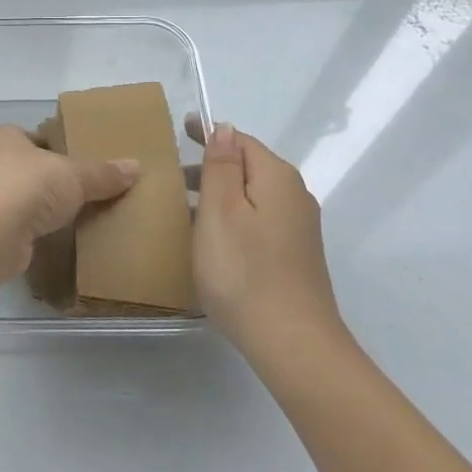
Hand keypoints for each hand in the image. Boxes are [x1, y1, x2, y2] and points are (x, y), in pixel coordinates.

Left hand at [0, 125, 138, 281]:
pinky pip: (19, 227)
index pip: (35, 137)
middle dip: (52, 181)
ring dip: (43, 209)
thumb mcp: (72, 175)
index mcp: (4, 136)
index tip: (83, 162)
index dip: (58, 147)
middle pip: (29, 169)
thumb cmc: (25, 186)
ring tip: (78, 217)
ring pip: (22, 199)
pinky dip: (36, 232)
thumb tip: (136, 167)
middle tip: (88, 191)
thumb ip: (102, 173)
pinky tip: (58, 239)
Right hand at [187, 115, 344, 368]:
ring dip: (222, 193)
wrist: (293, 344)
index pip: (241, 141)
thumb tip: (225, 128)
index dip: (210, 133)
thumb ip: (221, 165)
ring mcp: (299, 229)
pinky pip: (259, 219)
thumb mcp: (220, 210)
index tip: (180, 130)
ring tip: (185, 205)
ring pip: (254, 195)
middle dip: (214, 164)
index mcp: (277, 178)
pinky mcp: (295, 256)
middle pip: (250, 167)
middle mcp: (295, 197)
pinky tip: (213, 237)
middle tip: (172, 174)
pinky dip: (234, 216)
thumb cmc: (244, 270)